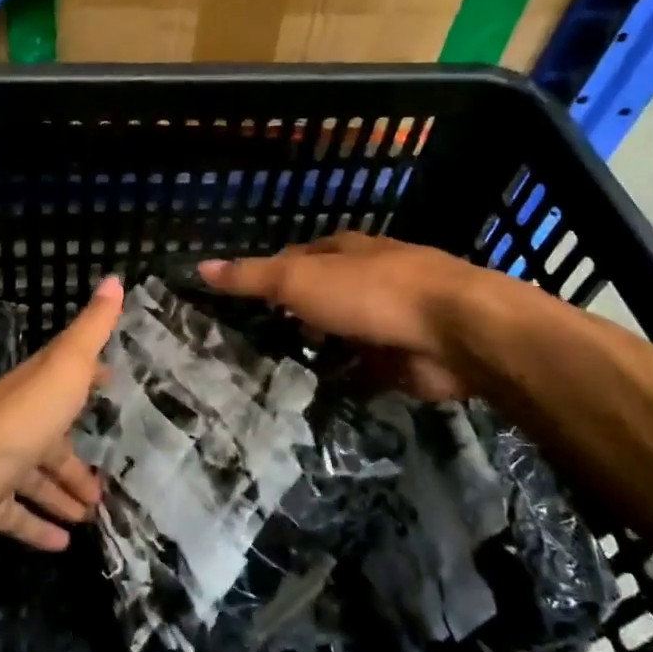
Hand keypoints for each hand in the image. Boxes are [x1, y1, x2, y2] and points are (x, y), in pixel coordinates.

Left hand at [0, 277, 122, 574]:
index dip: (89, 378)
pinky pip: (17, 521)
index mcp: (33, 392)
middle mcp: (14, 428)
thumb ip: (90, 330)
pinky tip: (63, 543)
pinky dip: (39, 529)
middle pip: (52, 441)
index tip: (112, 383)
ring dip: (62, 495)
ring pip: (35, 481)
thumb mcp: (62, 369)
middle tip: (107, 482)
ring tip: (92, 513)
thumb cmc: (13, 424)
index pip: (65, 379)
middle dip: (77, 459)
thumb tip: (115, 279)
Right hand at [200, 233, 492, 399]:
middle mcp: (366, 279)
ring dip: (319, 351)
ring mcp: (387, 320)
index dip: (267, 276)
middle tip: (249, 346)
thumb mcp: (298, 279)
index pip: (295, 259)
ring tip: (274, 377)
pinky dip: (344, 382)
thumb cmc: (369, 292)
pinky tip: (317, 399)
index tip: (237, 301)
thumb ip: (252, 277)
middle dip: (292, 318)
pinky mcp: (402, 359)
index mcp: (343, 251)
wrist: (453, 330)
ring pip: (340, 336)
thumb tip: (200, 266)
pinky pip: (362, 371)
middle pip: (320, 298)